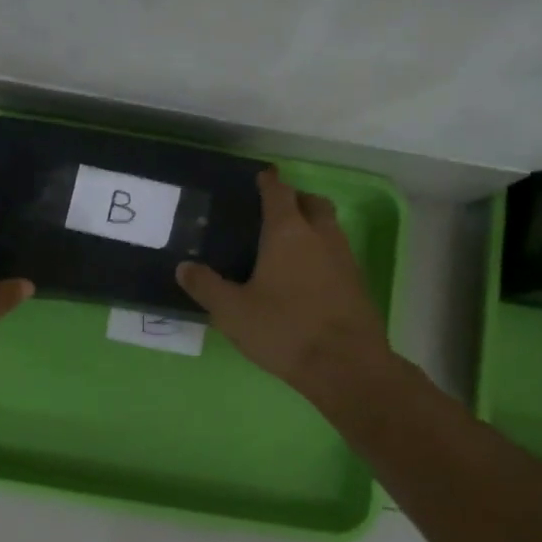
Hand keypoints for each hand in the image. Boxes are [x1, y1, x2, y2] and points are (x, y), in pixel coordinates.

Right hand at [175, 166, 394, 406]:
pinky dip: (323, 253)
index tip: (263, 176)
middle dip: (296, 199)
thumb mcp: (232, 312)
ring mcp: (345, 258)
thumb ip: (205, 286)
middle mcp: (320, 236)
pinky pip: (339, 254)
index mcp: (287, 232)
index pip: (279, 193)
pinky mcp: (358, 284)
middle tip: (277, 210)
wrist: (345, 366)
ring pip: (330, 228)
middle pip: (312, 203)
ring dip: (313, 225)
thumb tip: (183, 267)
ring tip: (290, 244)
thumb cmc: (284, 329)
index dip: (269, 182)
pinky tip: (308, 277)